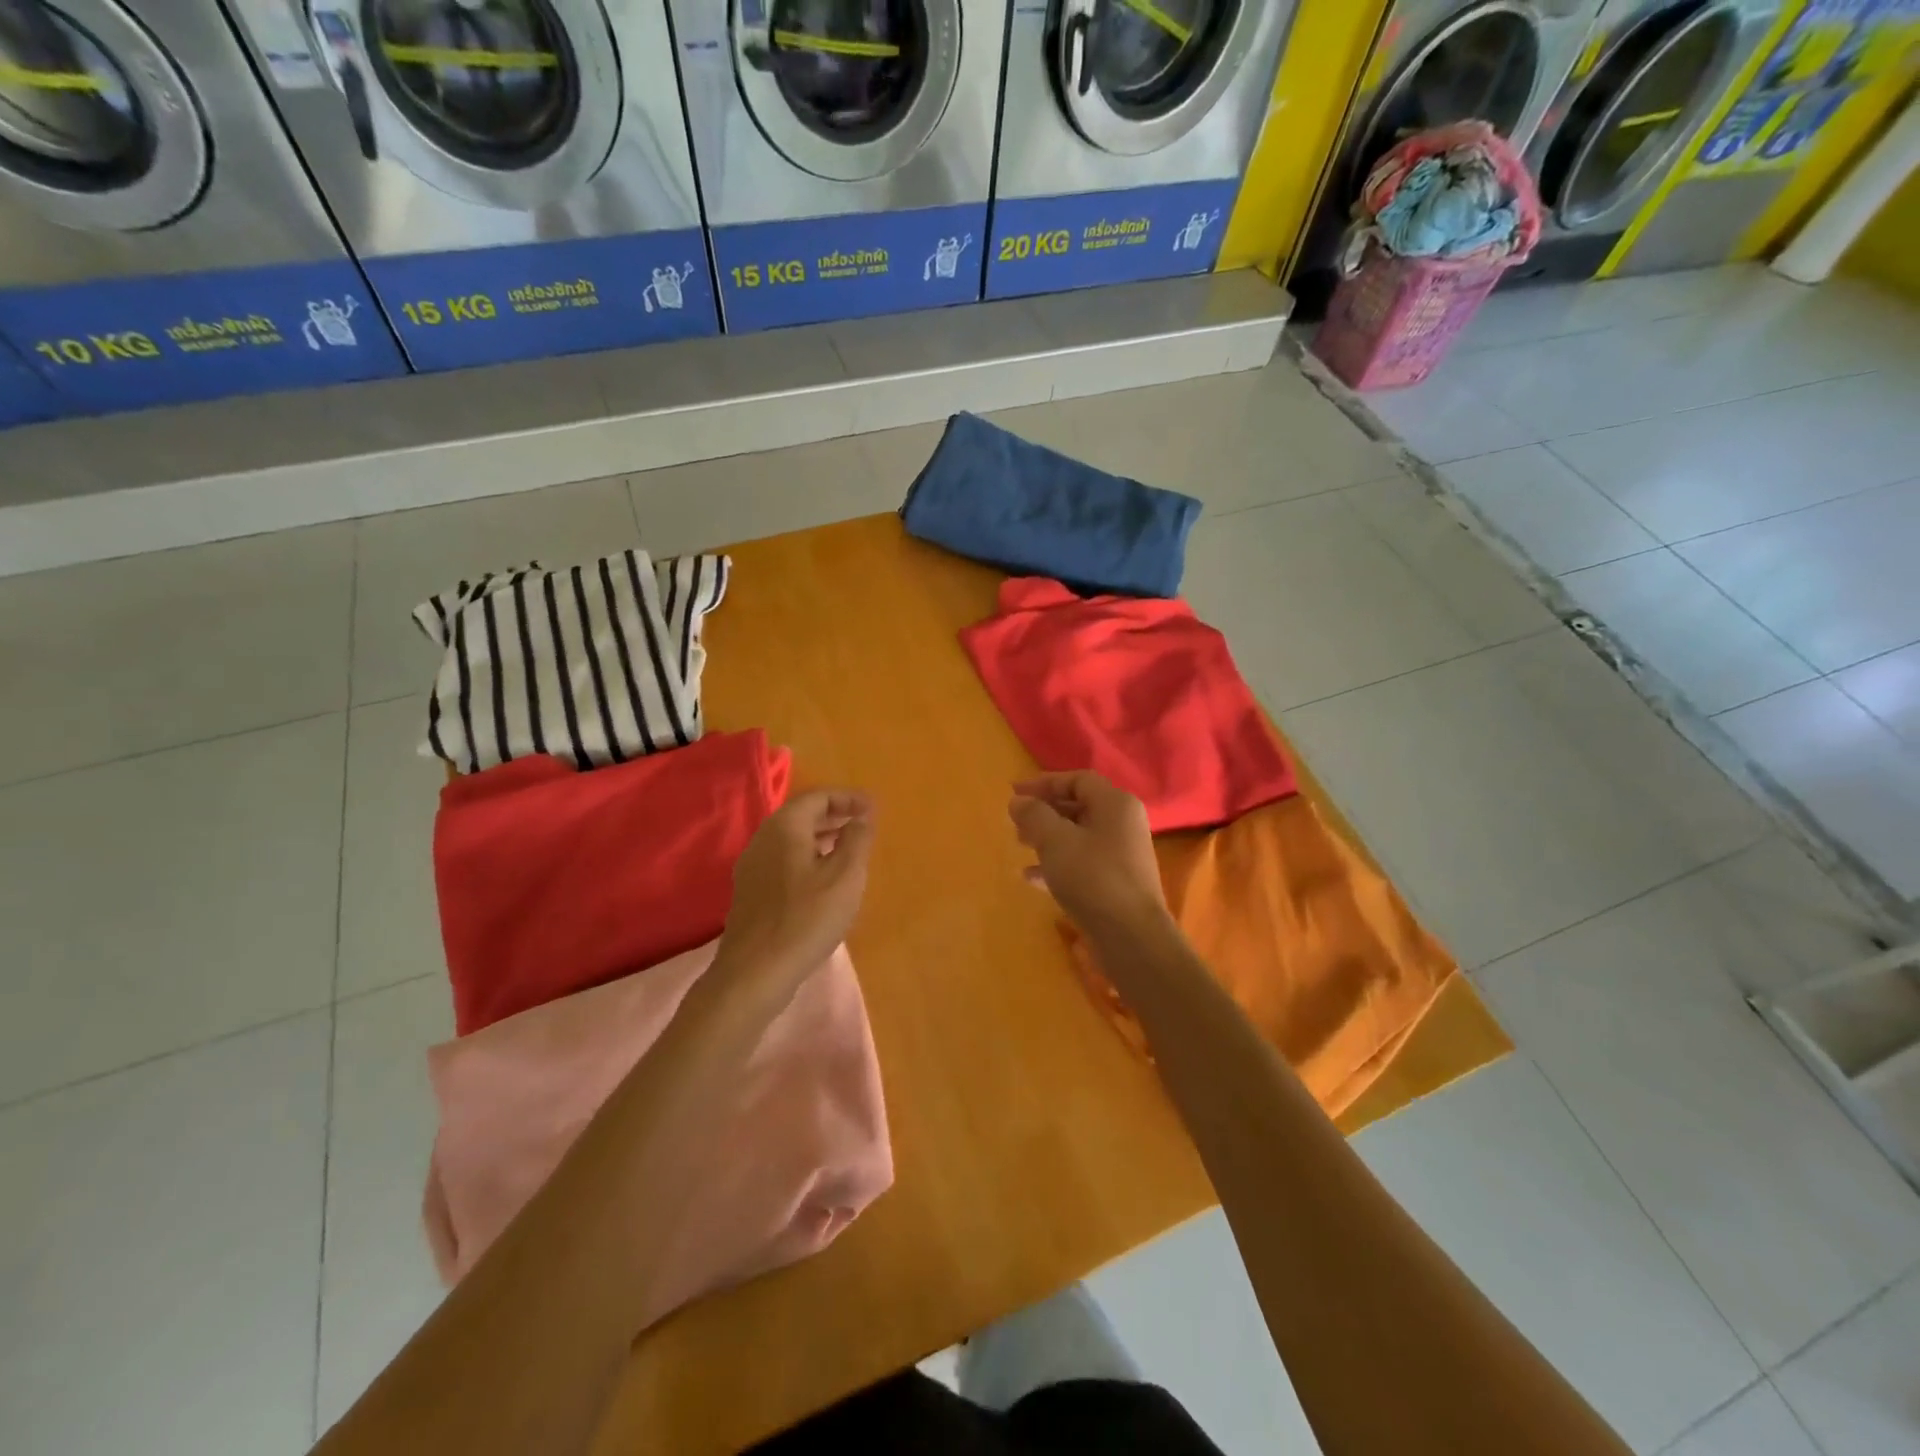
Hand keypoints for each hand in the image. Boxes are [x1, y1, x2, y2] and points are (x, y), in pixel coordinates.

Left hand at [720, 788, 874, 985]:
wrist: (754, 973)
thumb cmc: (806, 918)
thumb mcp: (845, 876)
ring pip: (791, 839)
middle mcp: (762, 839)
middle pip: (801, 815)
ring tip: (848, 850)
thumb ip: (857, 839)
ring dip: (821, 838)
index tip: (874, 809)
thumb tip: (861, 817)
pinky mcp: (750, 892)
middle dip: (834, 815)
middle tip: (863, 825)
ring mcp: (751, 867)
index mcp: (784, 827)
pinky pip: (782, 860)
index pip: (818, 797)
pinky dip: (807, 857)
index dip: (848, 798)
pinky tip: (823, 880)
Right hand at [1009, 772, 1168, 940]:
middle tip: (1015, 822)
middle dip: (1044, 812)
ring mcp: (1123, 855)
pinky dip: (1057, 864)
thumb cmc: (1093, 877)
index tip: (1014, 793)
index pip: (1078, 780)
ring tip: (1019, 845)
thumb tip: (1019, 801)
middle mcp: (1124, 824)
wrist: (1131, 937)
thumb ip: (1034, 815)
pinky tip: (1031, 878)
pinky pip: (1083, 863)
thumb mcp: (1055, 840)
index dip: (1044, 783)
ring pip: (1079, 836)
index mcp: (1116, 804)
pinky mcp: (1117, 883)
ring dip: (1048, 838)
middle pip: (1079, 807)